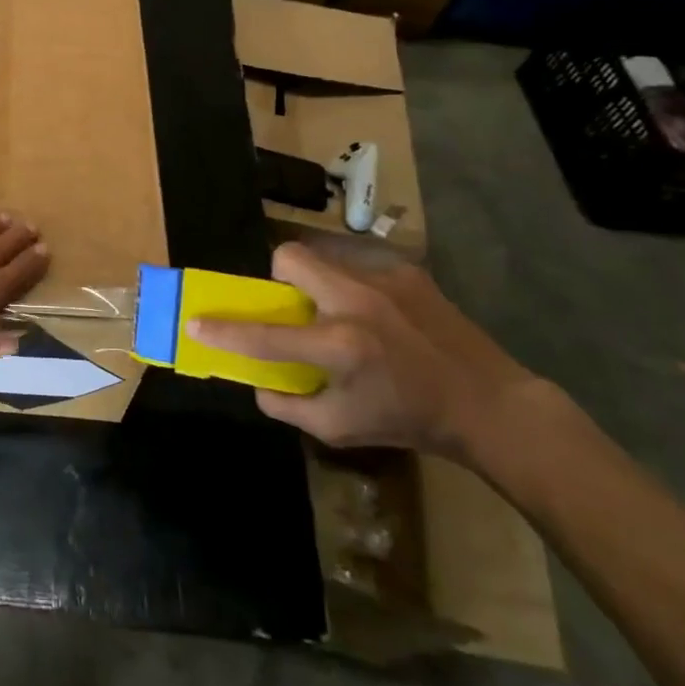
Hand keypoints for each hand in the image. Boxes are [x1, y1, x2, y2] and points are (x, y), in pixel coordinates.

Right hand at [189, 239, 542, 457]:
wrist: (488, 403)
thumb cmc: (409, 420)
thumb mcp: (340, 429)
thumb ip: (288, 406)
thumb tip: (257, 382)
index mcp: (339, 347)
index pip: (264, 336)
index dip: (223, 331)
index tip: (196, 323)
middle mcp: (356, 303)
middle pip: (289, 258)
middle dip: (277, 277)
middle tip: (293, 305)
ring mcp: (384, 280)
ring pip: (323, 257)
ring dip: (317, 281)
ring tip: (340, 312)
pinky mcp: (407, 271)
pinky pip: (359, 266)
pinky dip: (353, 286)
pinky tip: (378, 315)